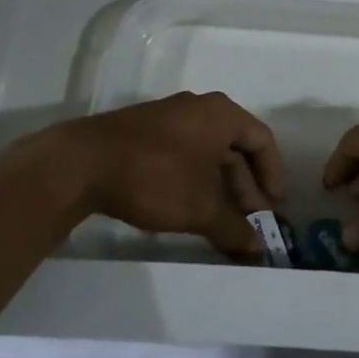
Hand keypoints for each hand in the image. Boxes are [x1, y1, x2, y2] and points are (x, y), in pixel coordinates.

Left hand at [56, 92, 284, 258]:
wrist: (84, 162)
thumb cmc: (156, 176)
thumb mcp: (200, 207)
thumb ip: (232, 227)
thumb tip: (257, 249)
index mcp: (222, 114)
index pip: (261, 139)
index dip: (272, 174)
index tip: (273, 207)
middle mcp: (200, 108)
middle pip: (235, 146)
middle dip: (244, 185)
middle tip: (248, 219)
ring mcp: (170, 117)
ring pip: (208, 151)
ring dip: (219, 185)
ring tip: (220, 219)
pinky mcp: (146, 131)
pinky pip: (185, 152)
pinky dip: (195, 178)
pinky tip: (188, 206)